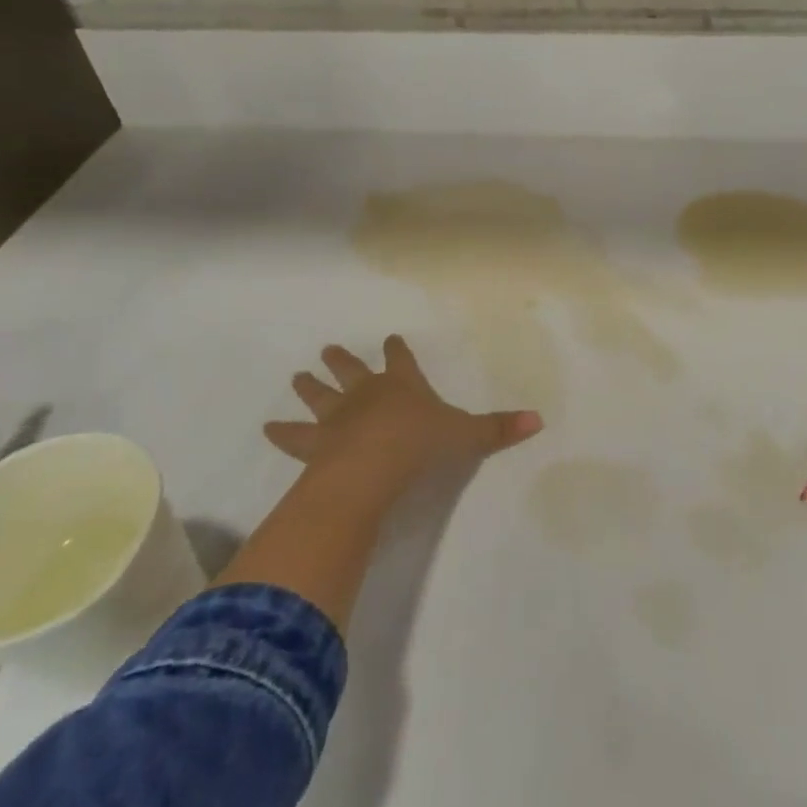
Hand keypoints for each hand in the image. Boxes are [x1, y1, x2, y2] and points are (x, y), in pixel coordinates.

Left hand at [265, 335, 541, 500]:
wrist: (372, 467)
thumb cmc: (421, 445)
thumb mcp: (467, 436)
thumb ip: (499, 429)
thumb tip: (540, 420)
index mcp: (402, 386)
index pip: (401, 361)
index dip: (398, 351)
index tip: (392, 339)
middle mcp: (367, 394)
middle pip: (352, 370)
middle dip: (343, 360)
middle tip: (328, 349)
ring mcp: (337, 417)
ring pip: (320, 396)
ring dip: (309, 387)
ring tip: (297, 376)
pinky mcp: (315, 444)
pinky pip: (294, 436)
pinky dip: (281, 432)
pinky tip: (267, 428)